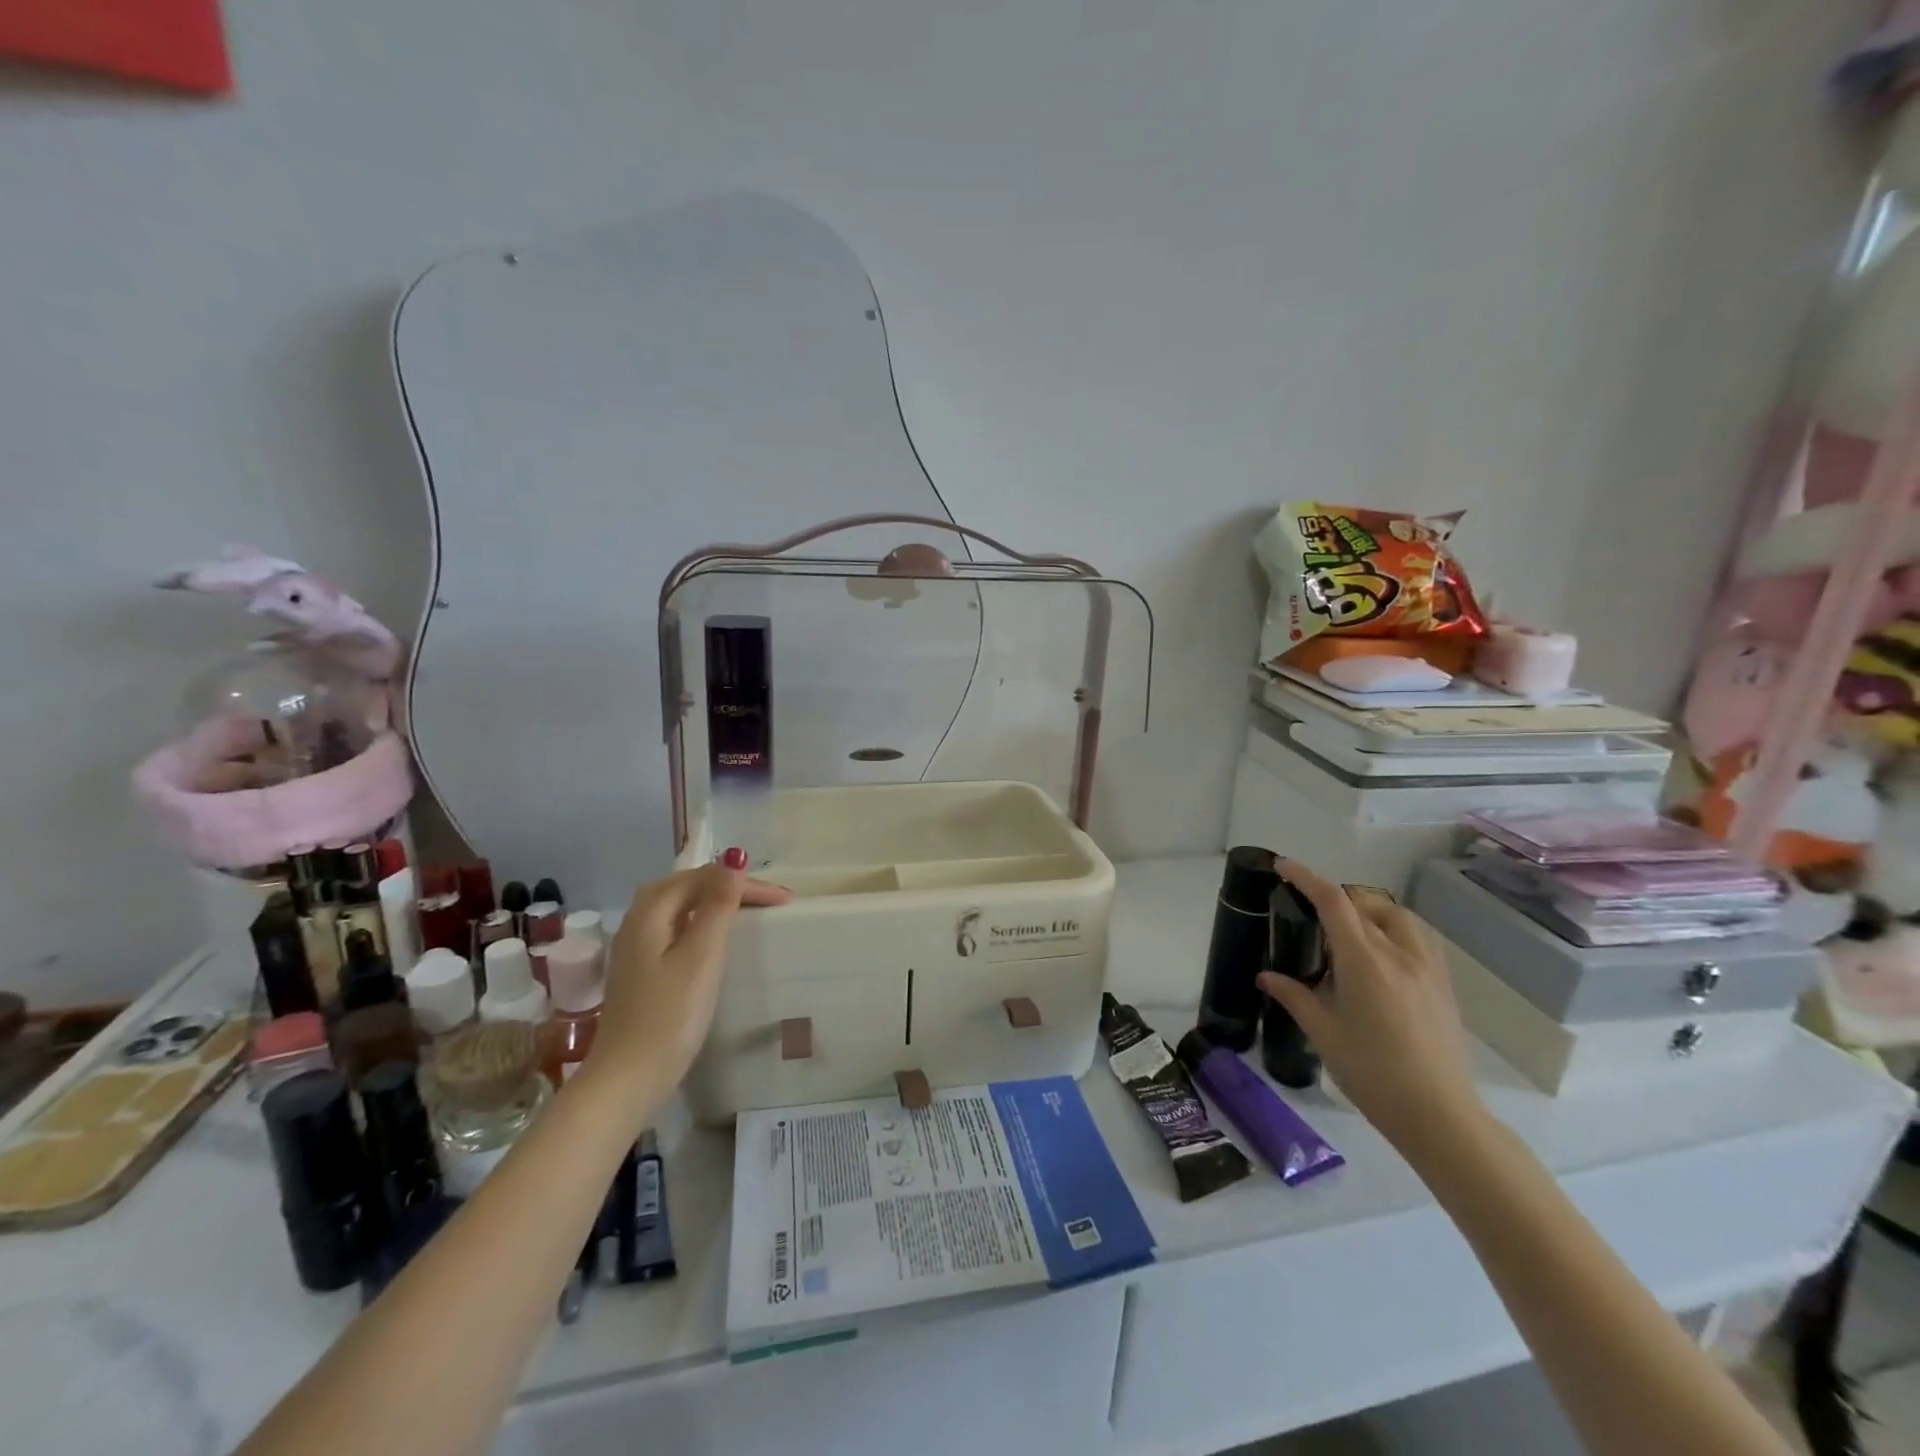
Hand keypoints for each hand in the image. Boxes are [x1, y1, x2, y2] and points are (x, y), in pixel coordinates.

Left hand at [587, 856, 790, 1101]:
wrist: (626, 1079)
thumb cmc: (669, 1016)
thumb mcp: (701, 956)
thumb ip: (718, 905)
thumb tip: (734, 857)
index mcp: (651, 911)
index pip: (703, 878)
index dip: (744, 883)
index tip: (784, 900)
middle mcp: (637, 920)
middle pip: (687, 886)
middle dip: (729, 886)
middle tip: (770, 901)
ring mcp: (635, 946)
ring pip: (680, 907)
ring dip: (715, 902)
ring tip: (749, 911)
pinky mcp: (640, 969)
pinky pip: (675, 928)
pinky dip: (701, 923)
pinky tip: (714, 939)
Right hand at [1256, 859, 1485, 1157]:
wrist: (1439, 1115)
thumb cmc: (1372, 1074)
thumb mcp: (1324, 1034)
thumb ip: (1295, 997)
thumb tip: (1266, 976)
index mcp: (1364, 961)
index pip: (1333, 902)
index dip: (1306, 877)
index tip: (1284, 866)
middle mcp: (1399, 954)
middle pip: (1366, 904)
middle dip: (1336, 899)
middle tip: (1313, 918)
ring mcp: (1428, 968)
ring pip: (1398, 917)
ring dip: (1370, 912)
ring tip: (1350, 934)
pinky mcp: (1444, 986)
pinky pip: (1418, 939)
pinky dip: (1395, 931)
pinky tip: (1383, 960)